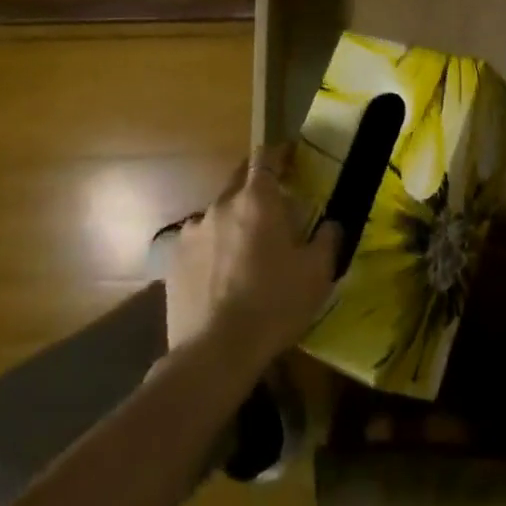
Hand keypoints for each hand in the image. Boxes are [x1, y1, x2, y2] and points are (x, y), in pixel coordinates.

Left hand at [162, 146, 339, 370]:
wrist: (215, 353)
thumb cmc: (274, 305)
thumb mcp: (316, 274)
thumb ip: (328, 240)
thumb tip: (332, 224)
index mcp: (257, 200)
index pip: (266, 157)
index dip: (279, 153)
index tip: (291, 158)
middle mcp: (221, 205)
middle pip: (239, 179)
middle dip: (256, 185)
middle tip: (273, 206)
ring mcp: (192, 231)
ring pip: (218, 214)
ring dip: (233, 222)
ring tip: (244, 252)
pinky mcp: (174, 261)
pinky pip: (198, 244)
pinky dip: (211, 250)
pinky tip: (219, 277)